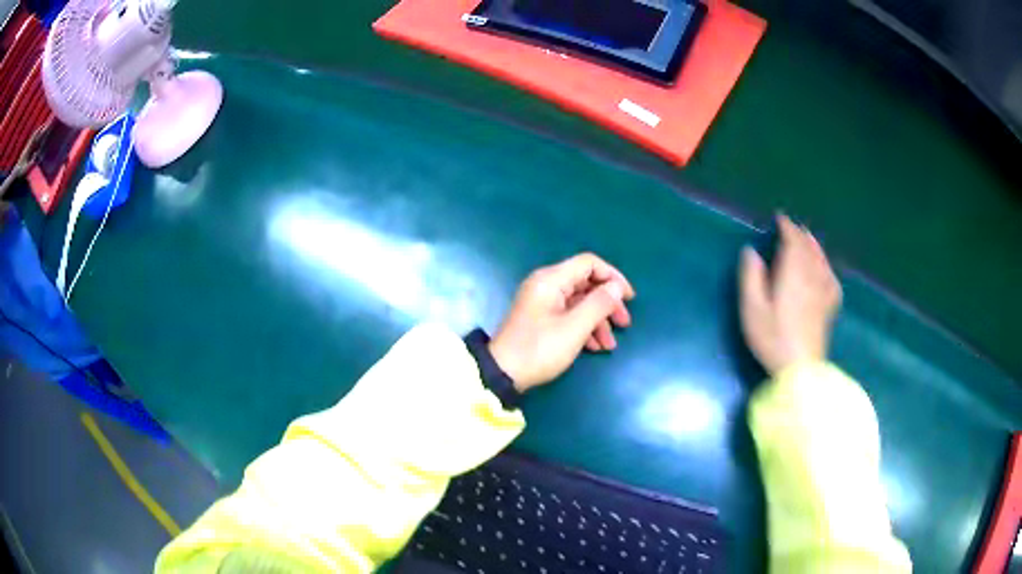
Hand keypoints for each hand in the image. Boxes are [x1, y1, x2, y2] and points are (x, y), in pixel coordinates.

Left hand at [489, 253, 635, 391]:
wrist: (503, 373)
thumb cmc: (539, 349)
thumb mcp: (574, 328)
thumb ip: (599, 304)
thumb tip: (617, 286)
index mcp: (551, 279)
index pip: (589, 263)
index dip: (613, 277)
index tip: (628, 298)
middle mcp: (546, 285)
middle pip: (586, 284)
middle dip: (608, 304)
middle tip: (624, 324)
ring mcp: (543, 302)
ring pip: (580, 303)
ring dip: (598, 321)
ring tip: (609, 345)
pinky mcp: (541, 319)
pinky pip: (569, 315)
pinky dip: (585, 328)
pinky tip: (595, 347)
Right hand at [739, 215, 842, 375]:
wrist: (801, 369)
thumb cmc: (773, 338)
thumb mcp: (752, 309)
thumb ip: (750, 277)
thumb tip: (751, 252)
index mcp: (792, 273)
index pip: (792, 241)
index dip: (786, 227)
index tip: (779, 219)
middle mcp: (811, 276)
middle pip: (808, 248)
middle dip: (799, 234)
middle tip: (791, 227)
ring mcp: (823, 292)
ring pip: (821, 260)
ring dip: (814, 246)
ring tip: (809, 238)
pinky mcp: (828, 308)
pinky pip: (831, 279)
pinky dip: (827, 268)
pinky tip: (826, 270)